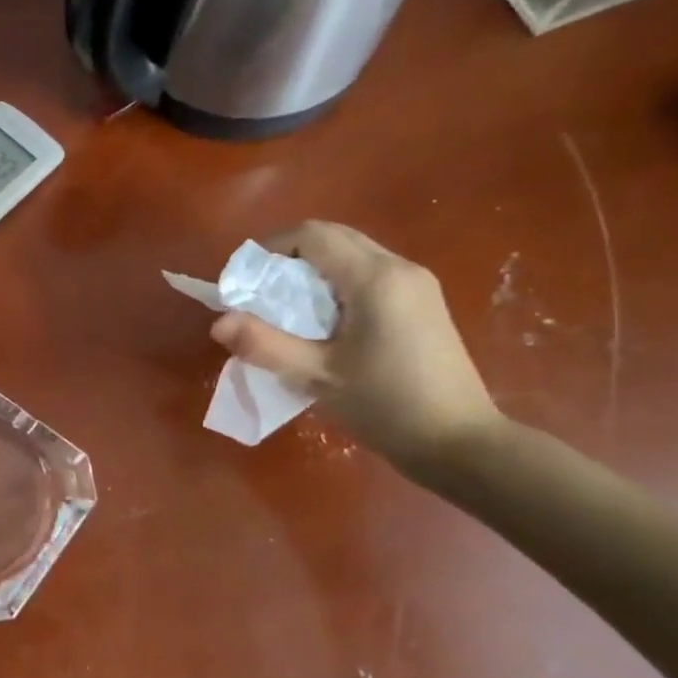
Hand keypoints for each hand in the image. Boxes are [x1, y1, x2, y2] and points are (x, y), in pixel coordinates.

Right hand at [210, 221, 502, 475]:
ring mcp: (416, 284)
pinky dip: (335, 285)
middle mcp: (399, 268)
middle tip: (259, 296)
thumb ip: (265, 345)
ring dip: (312, 272)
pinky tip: (323, 325)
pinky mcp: (422, 304)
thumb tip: (218, 323)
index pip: (312, 235)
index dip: (270, 249)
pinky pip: (368, 275)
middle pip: (333, 238)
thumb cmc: (387, 406)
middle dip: (288, 258)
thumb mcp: (318, 376)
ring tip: (285, 313)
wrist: (459, 442)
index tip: (244, 282)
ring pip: (351, 255)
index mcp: (375, 278)